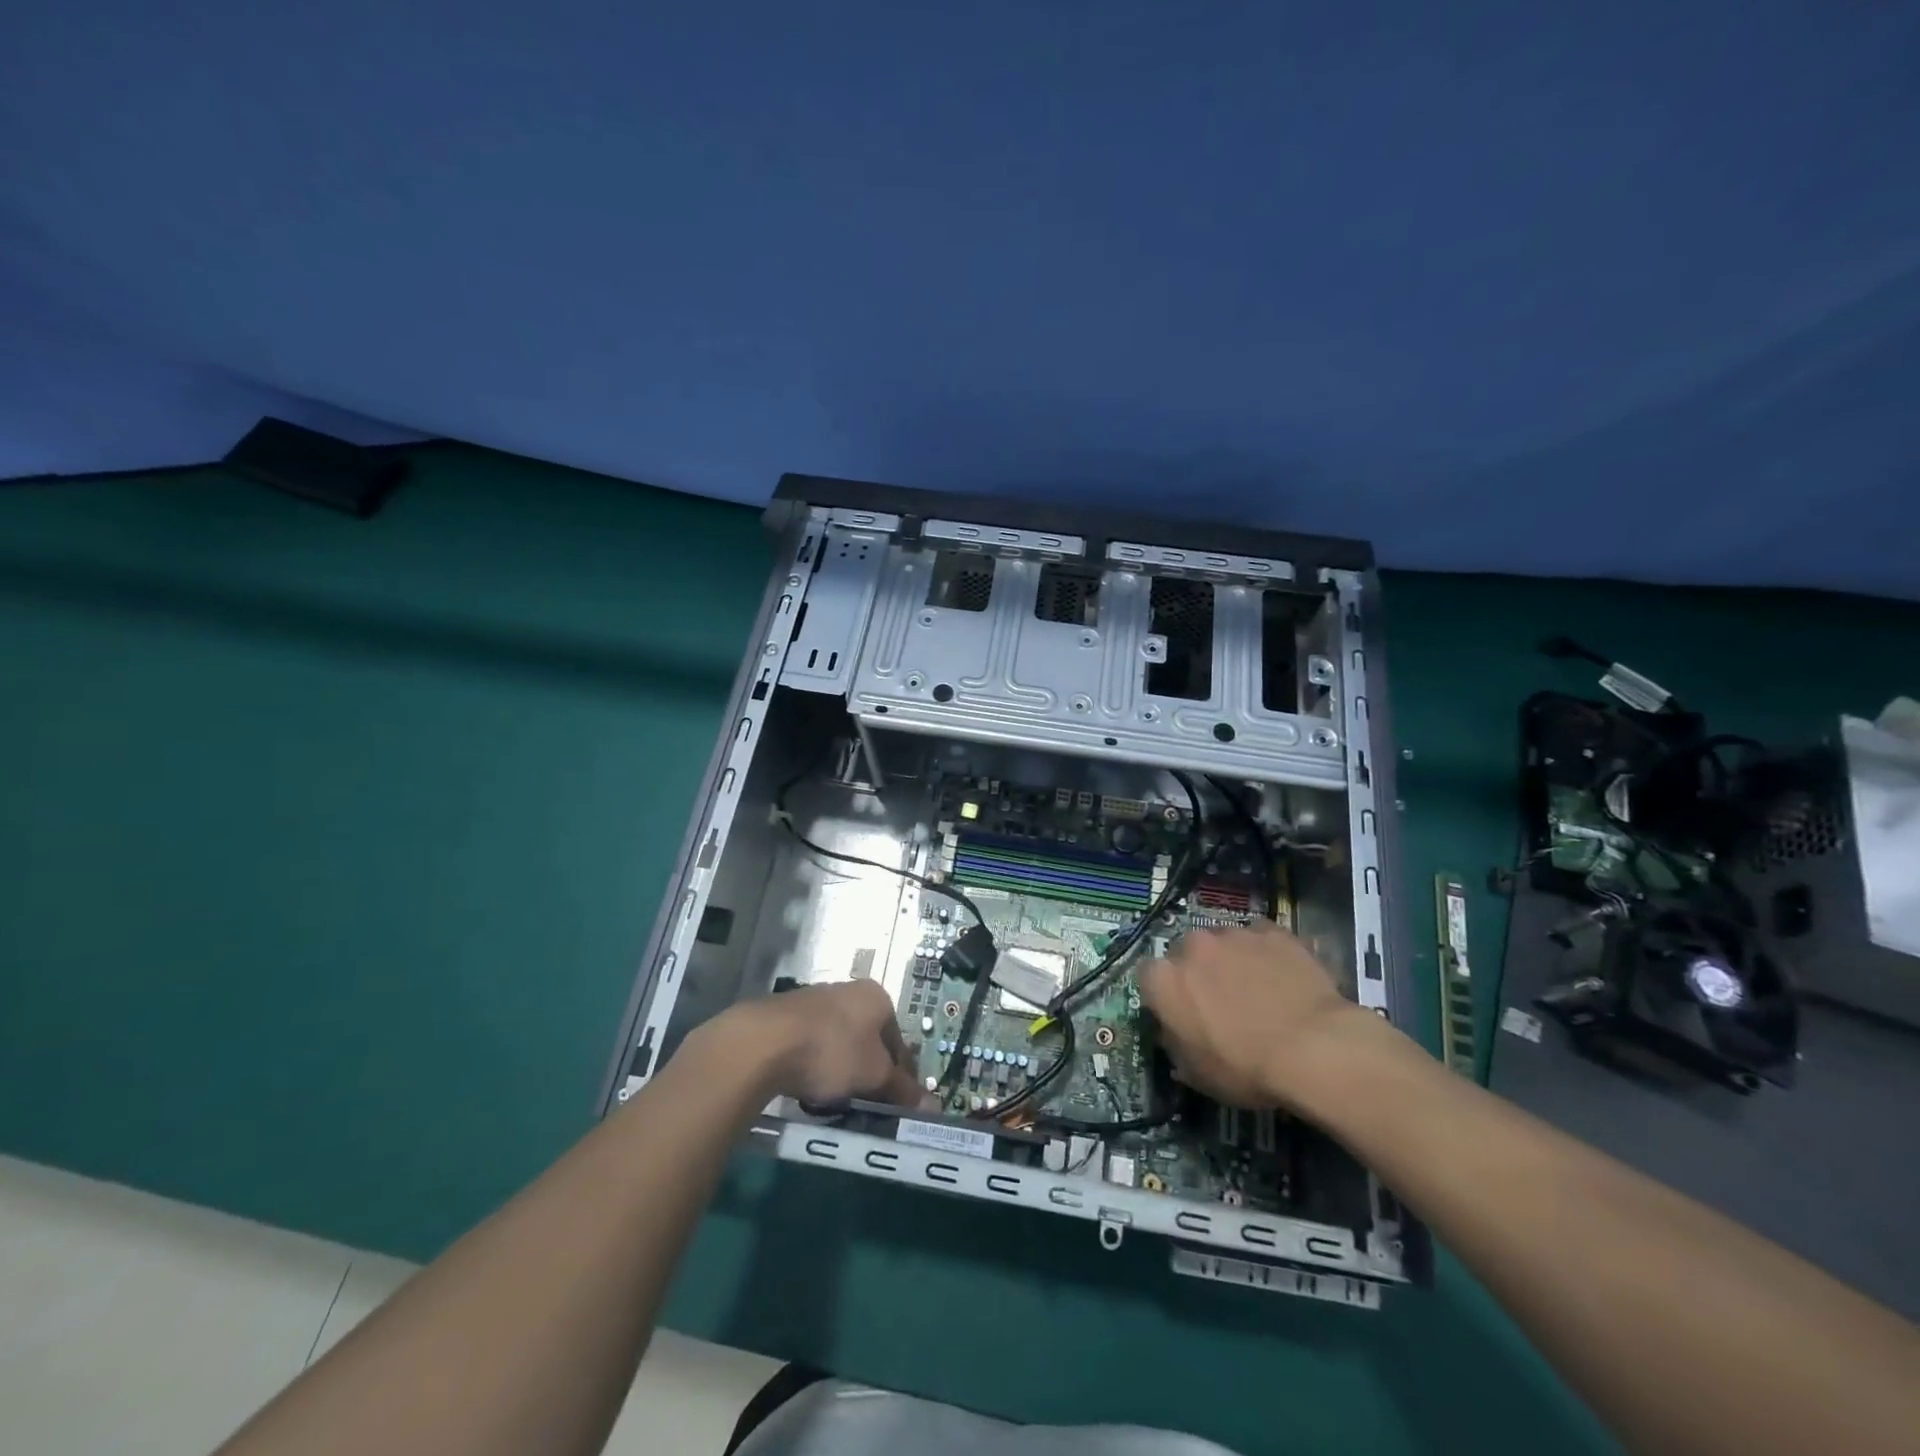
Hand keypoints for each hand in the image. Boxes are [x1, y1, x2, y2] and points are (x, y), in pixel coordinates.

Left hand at [733, 980, 922, 1106]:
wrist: (765, 1042)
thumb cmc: (833, 1052)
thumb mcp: (874, 1076)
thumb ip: (901, 1089)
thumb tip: (932, 1106)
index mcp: (877, 997)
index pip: (899, 1041)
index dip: (902, 1076)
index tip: (898, 1105)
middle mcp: (848, 990)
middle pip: (869, 1039)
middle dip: (869, 1071)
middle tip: (866, 1103)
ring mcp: (815, 1000)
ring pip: (840, 1041)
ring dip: (841, 1068)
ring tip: (835, 1098)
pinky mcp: (787, 1015)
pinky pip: (811, 1044)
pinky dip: (815, 1064)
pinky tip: (808, 1085)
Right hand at [1140, 922, 1383, 1110]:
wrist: (1313, 1048)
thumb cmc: (1246, 1068)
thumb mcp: (1197, 1074)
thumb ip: (1176, 1046)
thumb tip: (1174, 1034)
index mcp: (1164, 979)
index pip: (1148, 977)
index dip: (1164, 994)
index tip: (1180, 1013)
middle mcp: (1192, 945)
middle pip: (1186, 953)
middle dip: (1197, 971)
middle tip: (1220, 1001)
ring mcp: (1233, 933)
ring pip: (1223, 942)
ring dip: (1231, 960)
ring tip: (1256, 988)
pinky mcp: (1272, 931)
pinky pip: (1260, 938)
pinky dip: (1264, 953)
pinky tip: (1281, 976)